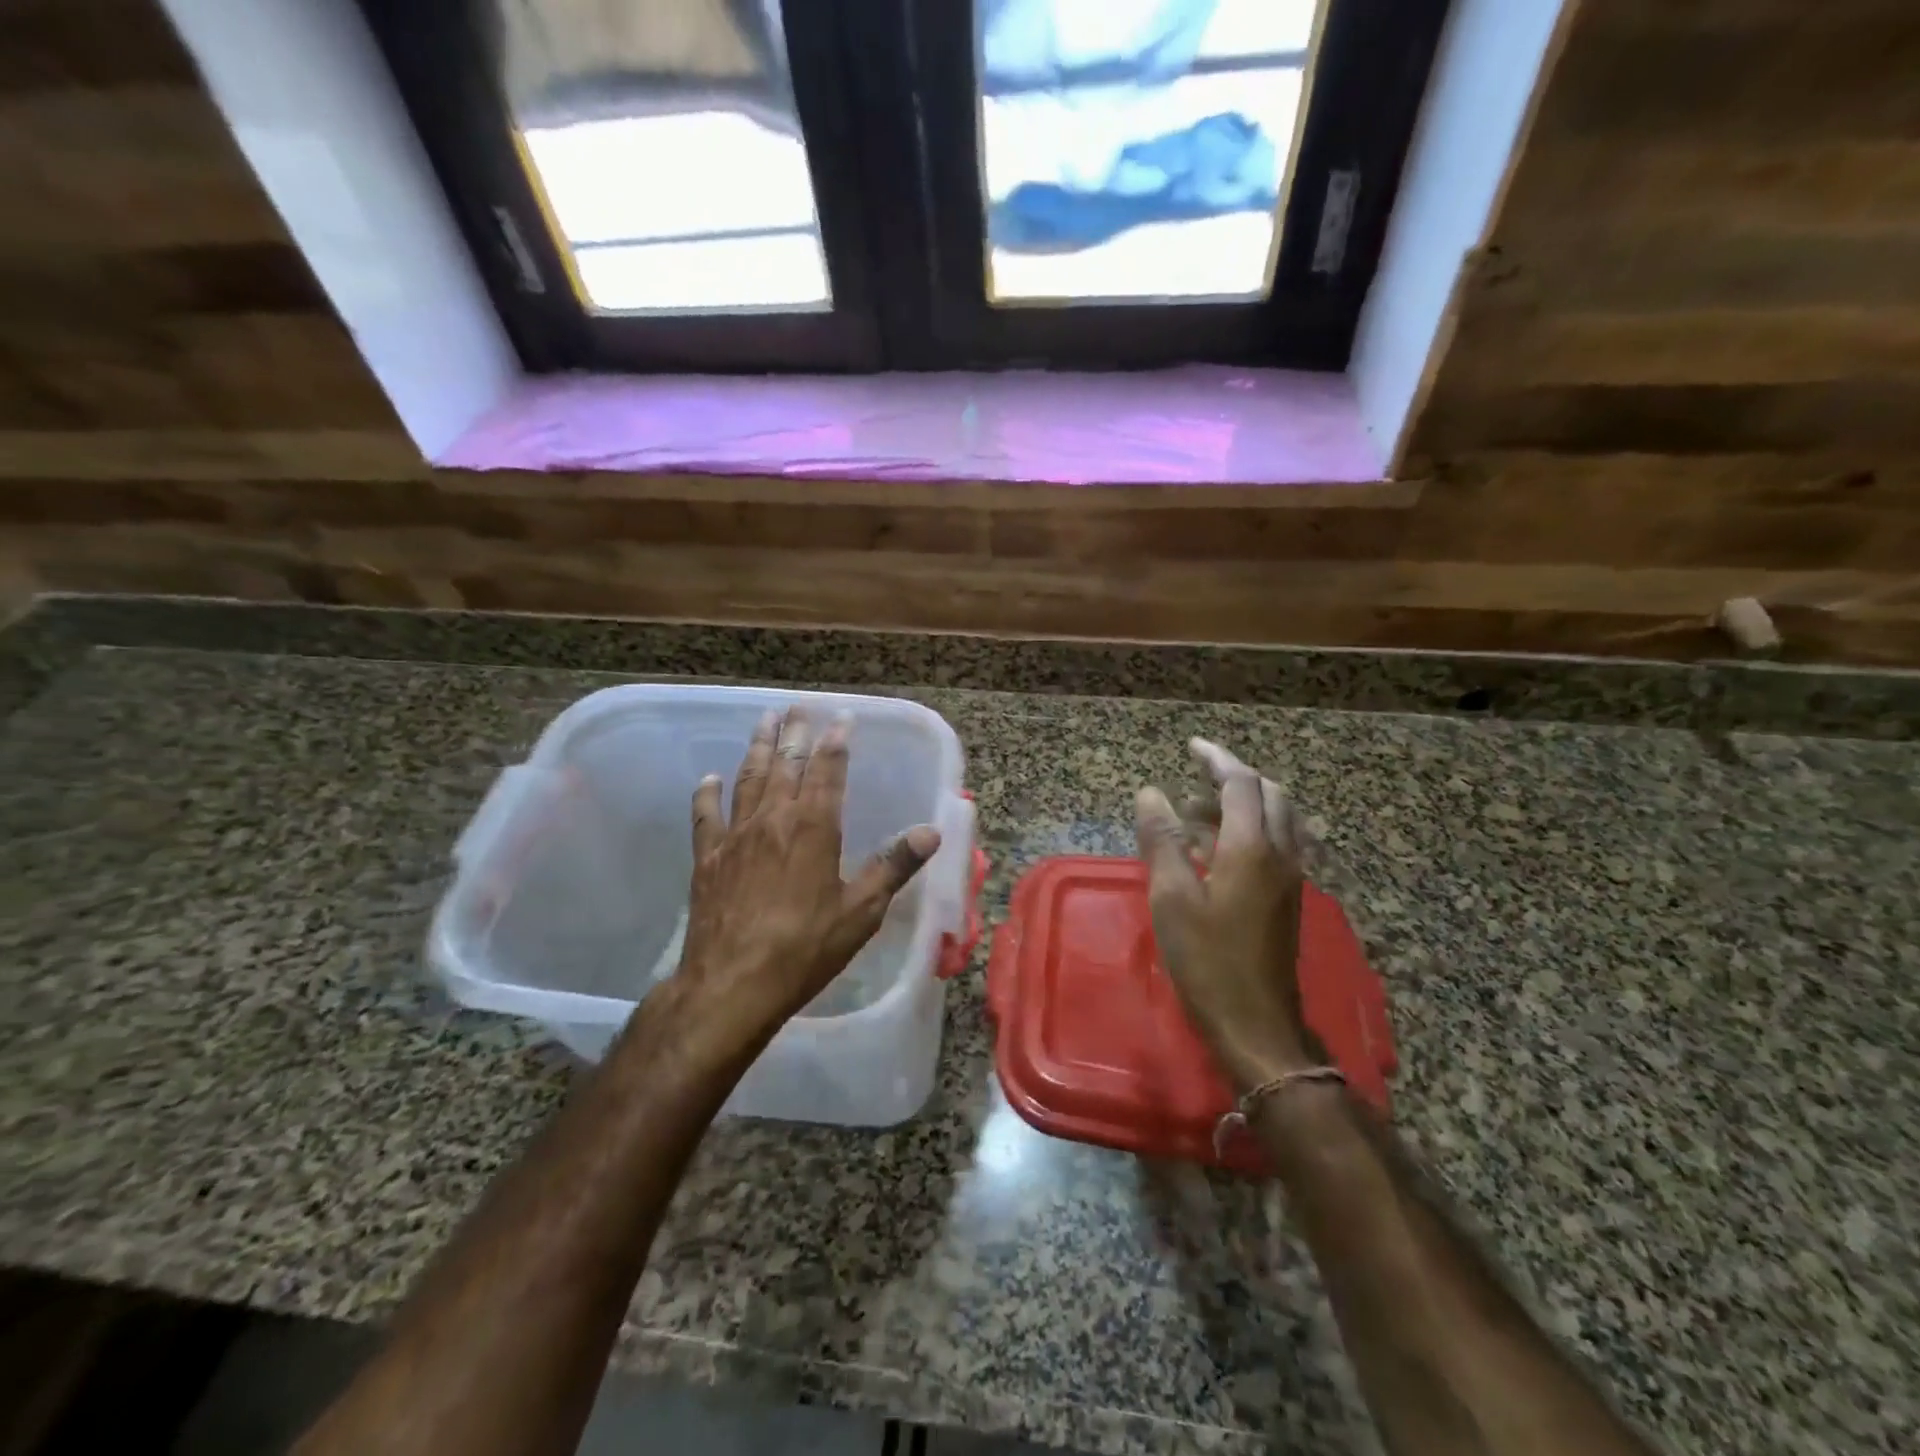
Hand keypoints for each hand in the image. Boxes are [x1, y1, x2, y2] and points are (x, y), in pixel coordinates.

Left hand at [671, 706, 940, 1053]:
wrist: (732, 984)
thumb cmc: (805, 949)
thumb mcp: (862, 911)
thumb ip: (894, 866)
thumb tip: (931, 831)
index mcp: (814, 828)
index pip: (828, 771)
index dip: (836, 740)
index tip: (841, 716)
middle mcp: (774, 819)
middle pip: (786, 764)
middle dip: (795, 732)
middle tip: (798, 706)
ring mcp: (736, 836)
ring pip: (748, 778)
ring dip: (757, 747)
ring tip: (763, 720)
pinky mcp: (709, 858)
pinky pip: (706, 816)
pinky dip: (708, 794)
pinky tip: (709, 778)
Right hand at [1135, 738, 1320, 1092]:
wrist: (1256, 1024)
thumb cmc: (1206, 960)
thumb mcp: (1171, 897)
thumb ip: (1162, 840)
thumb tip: (1151, 793)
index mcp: (1251, 847)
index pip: (1240, 783)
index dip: (1216, 758)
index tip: (1190, 746)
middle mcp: (1281, 853)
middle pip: (1269, 794)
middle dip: (1234, 777)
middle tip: (1196, 775)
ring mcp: (1291, 877)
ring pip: (1278, 818)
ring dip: (1243, 803)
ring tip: (1196, 810)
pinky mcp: (1289, 898)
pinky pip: (1279, 843)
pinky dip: (1251, 828)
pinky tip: (1218, 847)